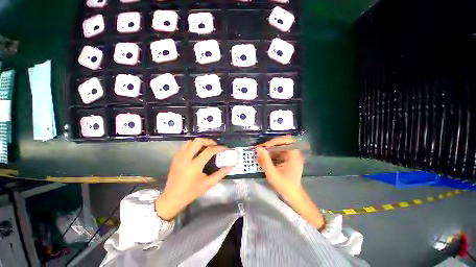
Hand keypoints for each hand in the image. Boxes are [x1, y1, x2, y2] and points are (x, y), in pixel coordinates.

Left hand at [155, 138, 231, 219]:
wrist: (172, 198)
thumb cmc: (191, 192)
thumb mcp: (208, 184)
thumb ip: (220, 174)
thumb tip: (231, 167)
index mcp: (195, 166)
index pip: (209, 151)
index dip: (218, 148)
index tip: (225, 148)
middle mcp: (186, 158)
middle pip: (198, 141)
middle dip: (209, 141)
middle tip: (215, 145)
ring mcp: (179, 157)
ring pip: (190, 142)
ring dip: (200, 142)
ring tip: (207, 147)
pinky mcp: (175, 158)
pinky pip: (185, 146)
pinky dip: (192, 145)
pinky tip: (197, 151)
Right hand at [255, 136, 304, 201]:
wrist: (293, 196)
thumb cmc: (284, 186)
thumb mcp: (272, 173)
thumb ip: (265, 160)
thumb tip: (258, 148)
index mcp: (294, 155)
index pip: (285, 140)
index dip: (274, 141)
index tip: (264, 146)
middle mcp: (293, 153)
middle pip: (280, 144)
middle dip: (268, 147)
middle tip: (258, 150)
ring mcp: (290, 157)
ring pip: (277, 149)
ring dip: (267, 152)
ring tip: (258, 156)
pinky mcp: (286, 160)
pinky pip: (277, 154)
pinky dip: (269, 156)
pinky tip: (261, 161)